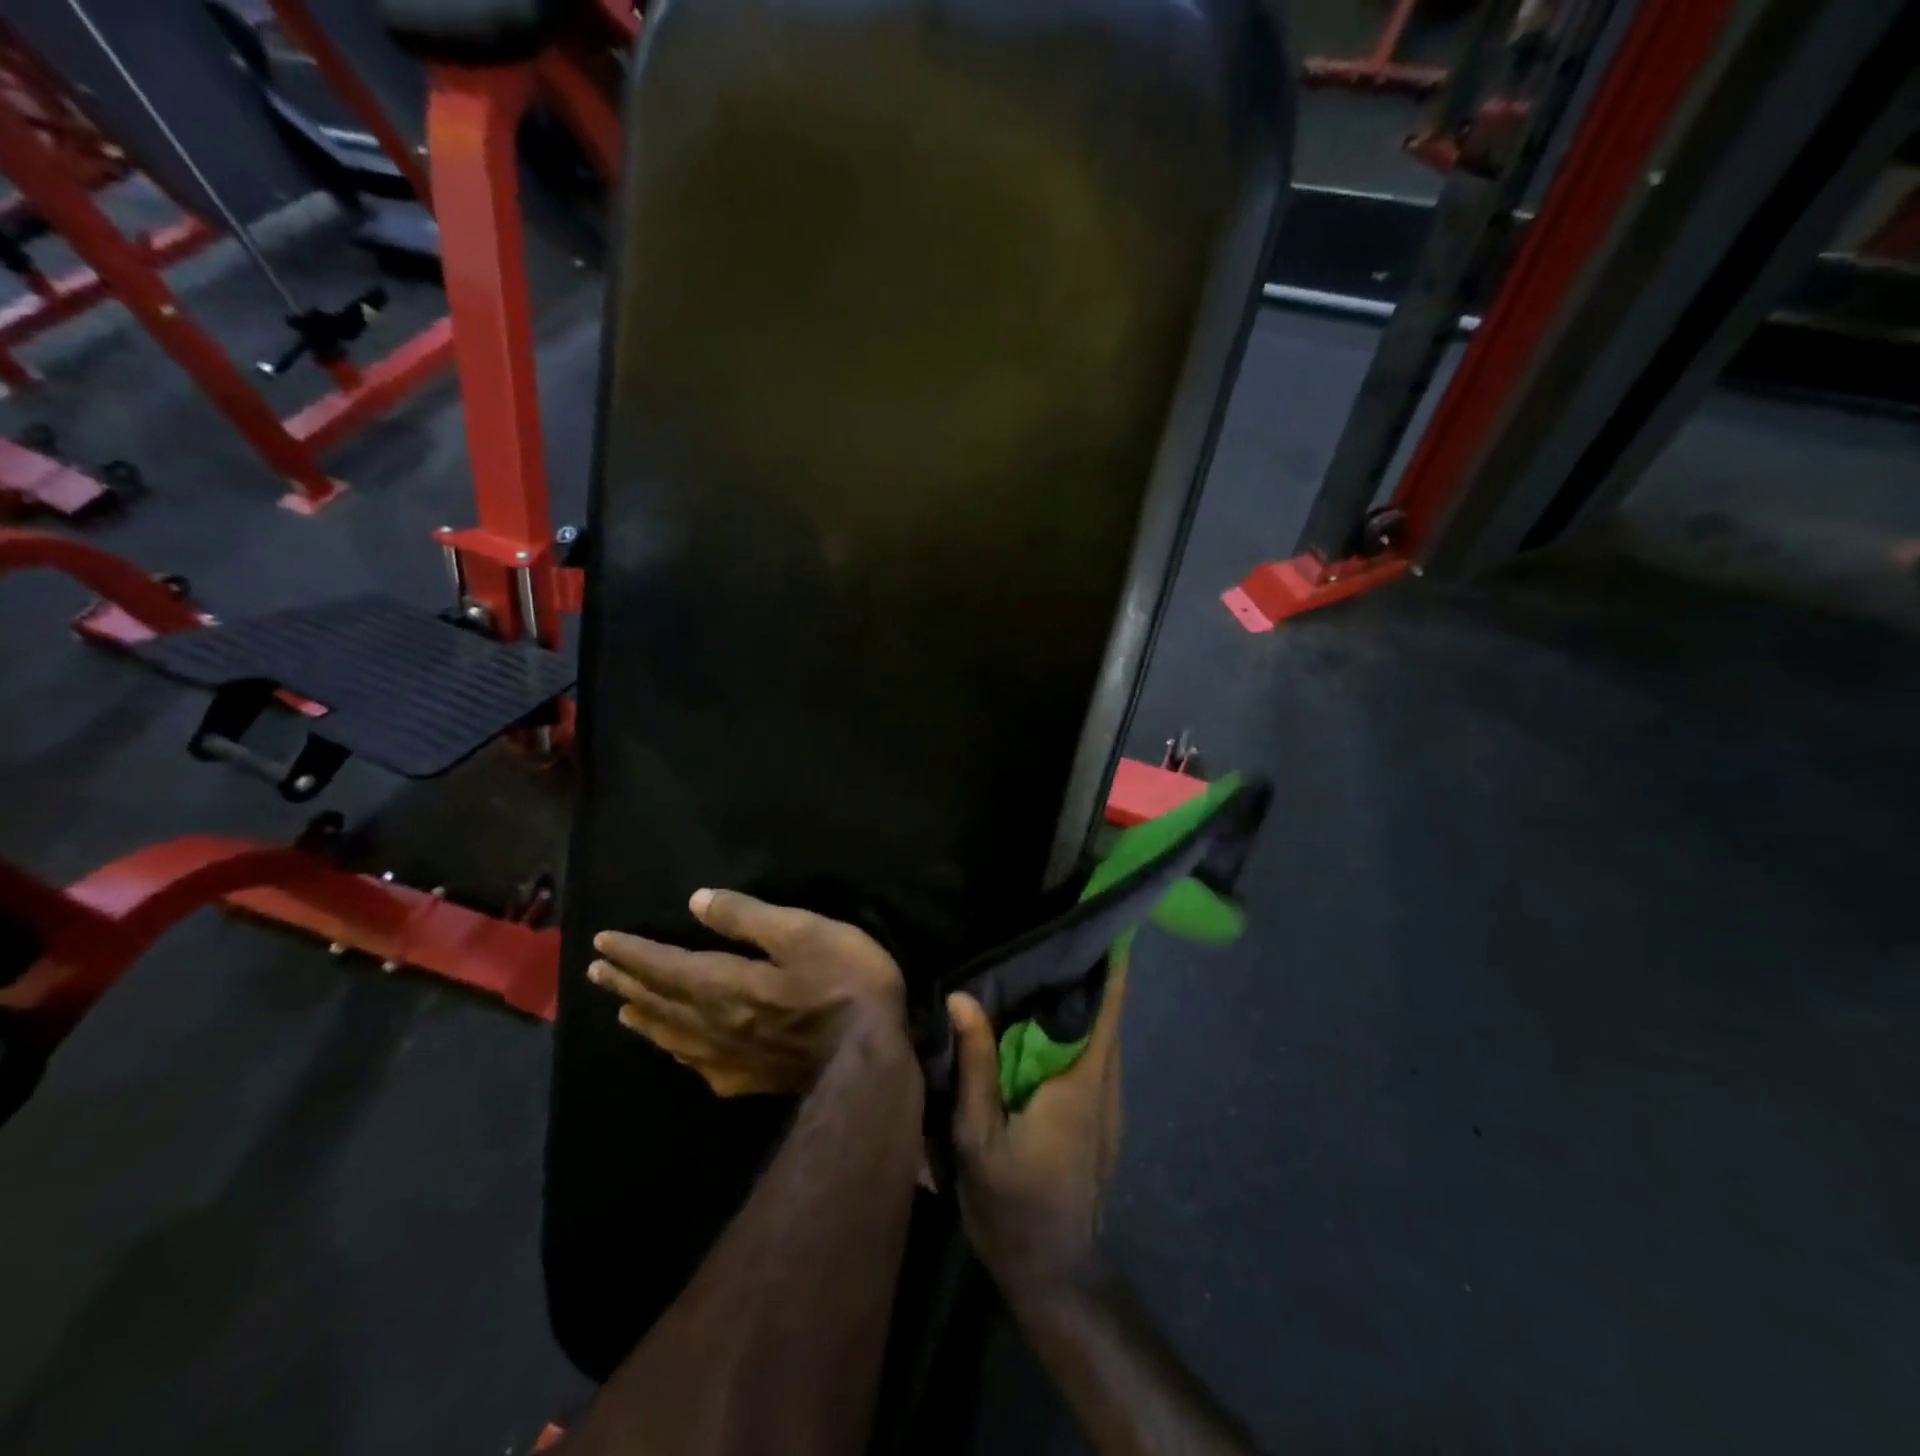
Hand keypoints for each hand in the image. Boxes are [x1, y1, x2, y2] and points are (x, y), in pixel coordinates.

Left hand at [589, 889, 906, 1096]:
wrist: (870, 1057)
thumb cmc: (842, 982)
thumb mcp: (801, 932)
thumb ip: (747, 918)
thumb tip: (697, 902)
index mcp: (724, 984)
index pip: (666, 966)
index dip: (633, 953)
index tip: (601, 942)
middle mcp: (716, 1023)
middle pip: (661, 1002)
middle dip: (628, 983)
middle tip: (595, 973)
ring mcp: (731, 1057)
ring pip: (674, 1036)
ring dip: (645, 1018)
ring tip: (623, 1011)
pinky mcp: (751, 1080)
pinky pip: (699, 1064)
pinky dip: (678, 1052)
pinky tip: (679, 1053)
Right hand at [947, 958, 1126, 1293]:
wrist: (1055, 1276)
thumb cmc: (1014, 1205)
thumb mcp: (979, 1137)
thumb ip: (975, 1065)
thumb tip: (962, 997)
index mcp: (1082, 1080)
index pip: (1108, 1005)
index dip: (1111, 960)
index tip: (1098, 918)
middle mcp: (1107, 1082)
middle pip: (1107, 1011)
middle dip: (1088, 969)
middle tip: (1051, 931)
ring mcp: (1111, 1101)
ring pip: (1102, 1033)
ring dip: (1081, 999)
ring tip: (1044, 964)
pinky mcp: (1104, 1117)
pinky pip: (1095, 1055)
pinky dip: (1077, 1028)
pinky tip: (1043, 1022)